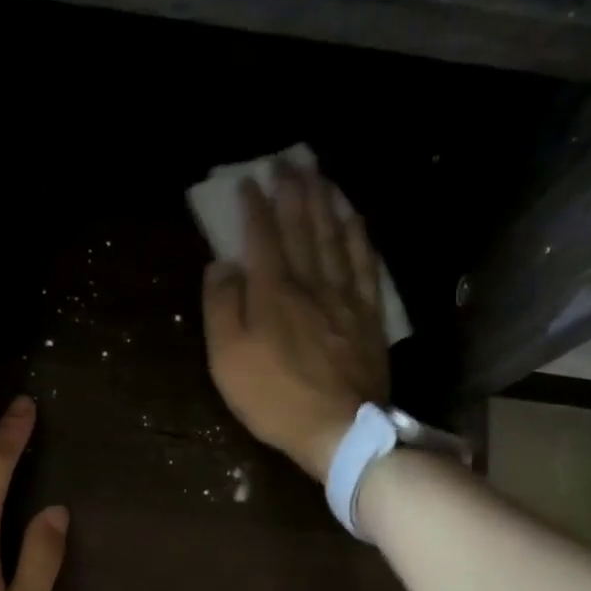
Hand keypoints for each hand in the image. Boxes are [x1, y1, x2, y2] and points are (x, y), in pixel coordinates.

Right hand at [201, 162, 390, 480]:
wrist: (338, 429)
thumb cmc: (273, 397)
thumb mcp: (227, 358)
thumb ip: (222, 307)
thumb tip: (223, 265)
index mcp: (273, 292)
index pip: (262, 238)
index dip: (255, 207)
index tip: (249, 181)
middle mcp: (311, 284)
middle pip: (303, 228)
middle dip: (294, 192)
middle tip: (289, 161)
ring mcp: (344, 298)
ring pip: (336, 238)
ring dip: (326, 203)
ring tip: (321, 176)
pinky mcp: (368, 316)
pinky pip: (365, 265)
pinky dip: (358, 236)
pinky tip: (354, 219)